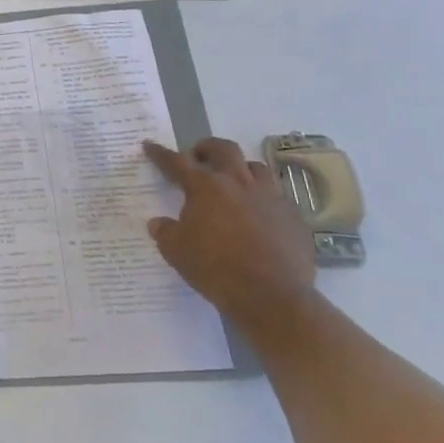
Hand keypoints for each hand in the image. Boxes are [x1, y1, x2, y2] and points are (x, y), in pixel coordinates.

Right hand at [143, 137, 316, 329]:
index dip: (160, 153)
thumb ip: (165, 231)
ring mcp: (270, 197)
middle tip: (198, 156)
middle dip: (207, 147)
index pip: (177, 162)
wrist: (272, 297)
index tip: (150, 145)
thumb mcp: (176, 251)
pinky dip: (264, 199)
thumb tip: (158, 222)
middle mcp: (239, 183)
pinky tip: (259, 215)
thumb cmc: (215, 269)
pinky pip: (277, 197)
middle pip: (224, 149)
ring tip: (233, 182)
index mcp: (205, 187)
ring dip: (241, 169)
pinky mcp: (294, 216)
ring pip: (256, 167)